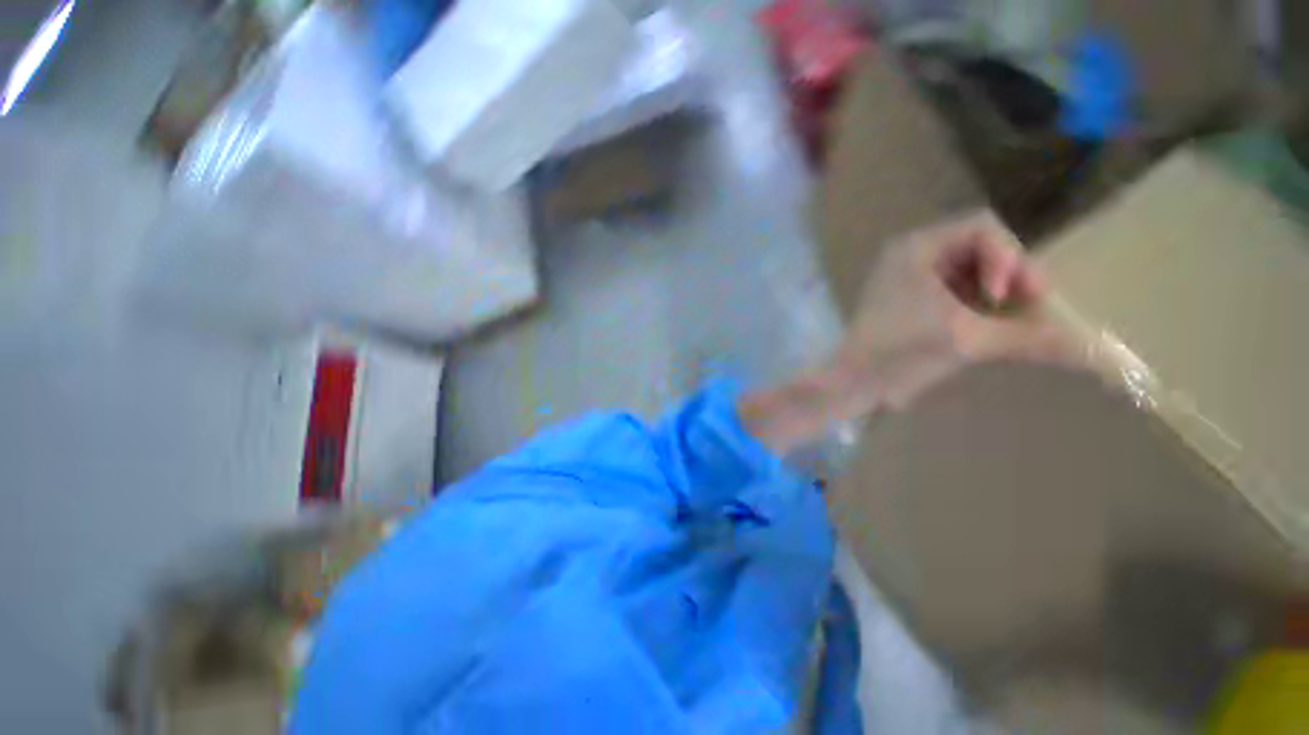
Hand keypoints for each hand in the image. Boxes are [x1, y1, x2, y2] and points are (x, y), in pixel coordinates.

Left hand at [741, 211, 1077, 454]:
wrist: (852, 380)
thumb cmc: (899, 353)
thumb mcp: (968, 340)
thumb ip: (1032, 338)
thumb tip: (1098, 352)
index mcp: (916, 248)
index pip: (983, 226)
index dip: (1010, 256)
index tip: (1012, 295)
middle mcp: (909, 254)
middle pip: (977, 245)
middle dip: (1007, 273)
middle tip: (1025, 306)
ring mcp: (904, 276)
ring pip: (966, 268)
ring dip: (994, 289)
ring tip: (1008, 317)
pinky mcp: (905, 298)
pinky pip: (951, 288)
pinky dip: (975, 301)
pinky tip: (984, 324)